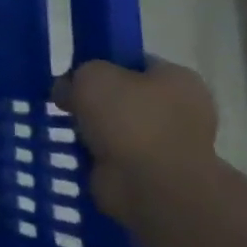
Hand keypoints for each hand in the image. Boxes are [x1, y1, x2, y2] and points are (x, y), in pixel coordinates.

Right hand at [52, 58, 219, 226]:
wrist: (150, 184)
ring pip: (118, 127)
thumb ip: (79, 73)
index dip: (101, 65)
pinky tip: (76, 151)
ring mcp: (169, 143)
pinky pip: (114, 154)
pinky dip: (95, 154)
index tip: (74, 76)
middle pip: (125, 96)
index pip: (134, 63)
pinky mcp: (152, 172)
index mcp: (177, 79)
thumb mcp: (93, 76)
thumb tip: (70, 89)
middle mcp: (181, 109)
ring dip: (93, 130)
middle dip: (94, 101)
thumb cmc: (129, 119)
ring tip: (68, 130)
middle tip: (65, 104)